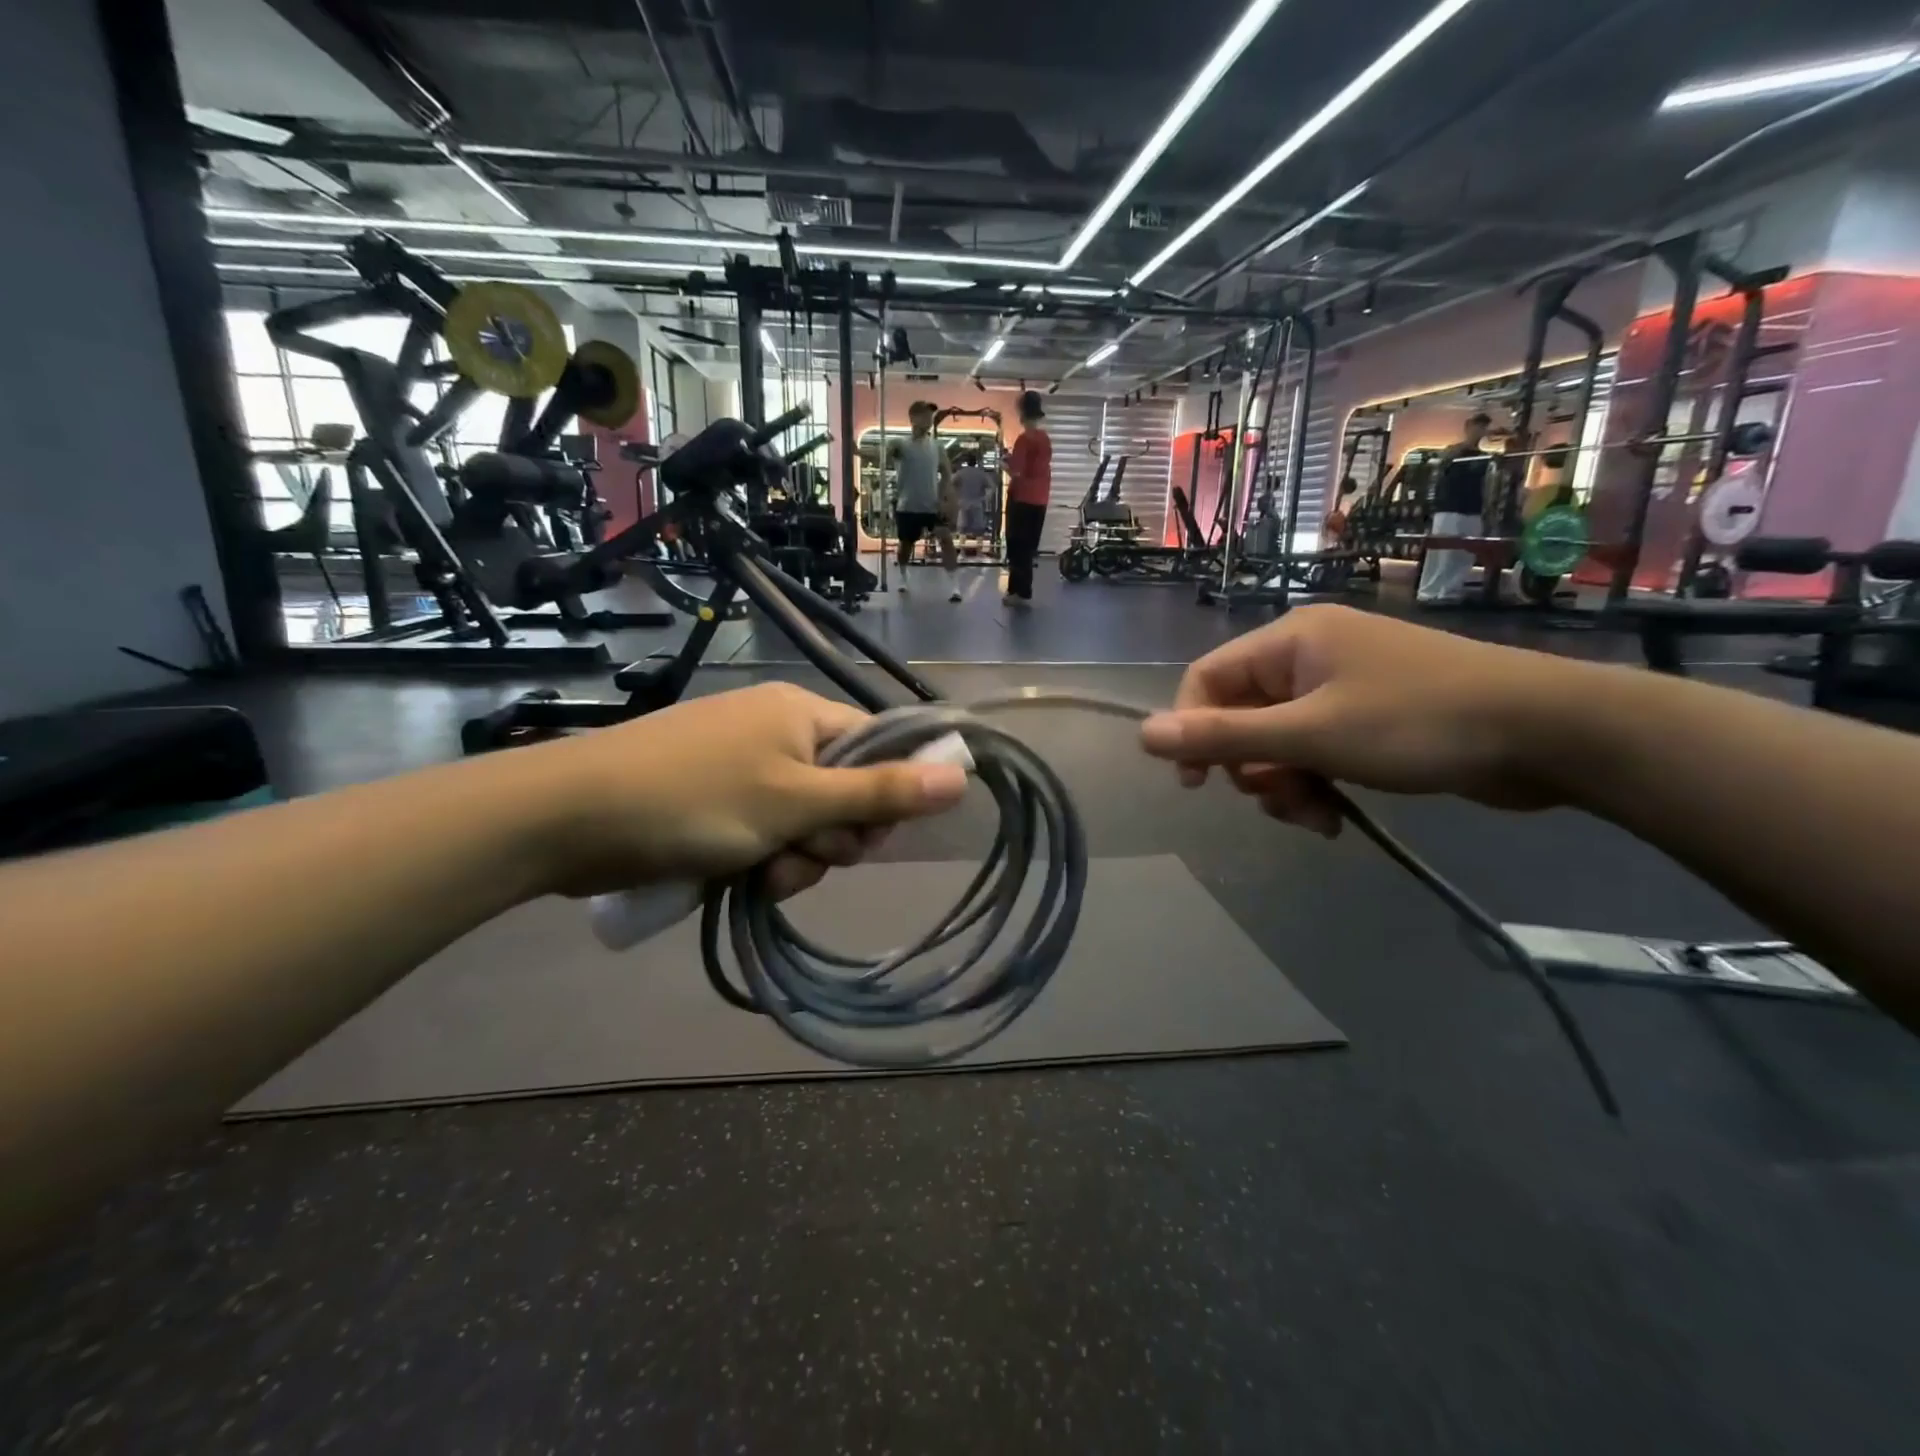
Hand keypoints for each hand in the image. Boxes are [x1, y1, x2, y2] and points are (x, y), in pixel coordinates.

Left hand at [526, 684, 967, 896]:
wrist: (570, 817)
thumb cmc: (697, 800)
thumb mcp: (799, 802)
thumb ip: (881, 792)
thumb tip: (962, 775)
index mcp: (803, 713)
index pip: (878, 747)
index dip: (884, 796)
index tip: (864, 836)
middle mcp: (777, 730)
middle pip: (842, 791)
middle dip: (830, 837)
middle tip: (799, 854)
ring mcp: (742, 765)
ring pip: (803, 821)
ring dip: (794, 857)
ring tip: (759, 873)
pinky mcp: (713, 798)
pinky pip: (763, 831)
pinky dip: (760, 858)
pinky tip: (739, 876)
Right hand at [1139, 606, 1574, 834]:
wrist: (1548, 733)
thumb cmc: (1417, 722)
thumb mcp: (1309, 735)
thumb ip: (1223, 737)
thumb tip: (1143, 735)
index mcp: (1290, 641)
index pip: (1206, 680)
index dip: (1191, 730)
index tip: (1197, 783)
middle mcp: (1309, 656)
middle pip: (1242, 714)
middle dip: (1251, 767)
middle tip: (1279, 801)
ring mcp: (1342, 686)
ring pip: (1277, 741)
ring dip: (1284, 784)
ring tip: (1315, 817)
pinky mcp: (1370, 717)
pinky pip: (1315, 750)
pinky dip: (1315, 783)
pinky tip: (1334, 817)